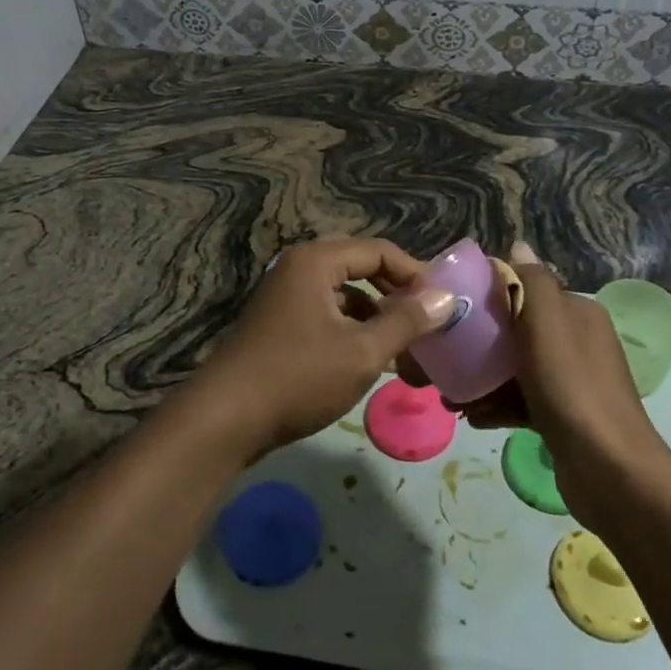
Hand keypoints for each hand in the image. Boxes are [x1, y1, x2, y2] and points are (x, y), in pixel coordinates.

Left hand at [179, 238, 455, 461]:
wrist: (226, 418)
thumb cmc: (299, 377)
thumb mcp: (362, 352)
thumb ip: (405, 322)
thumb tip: (443, 299)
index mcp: (316, 261)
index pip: (379, 251)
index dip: (415, 273)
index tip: (443, 303)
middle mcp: (299, 267)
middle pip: (361, 267)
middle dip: (396, 293)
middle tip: (427, 321)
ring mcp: (286, 295)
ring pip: (344, 294)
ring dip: (376, 315)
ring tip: (406, 347)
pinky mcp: (280, 322)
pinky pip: (327, 313)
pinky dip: (353, 329)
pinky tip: (370, 359)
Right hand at [418, 243, 670, 529]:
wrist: (609, 470)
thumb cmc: (571, 386)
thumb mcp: (548, 323)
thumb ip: (533, 281)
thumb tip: (518, 244)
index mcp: (577, 312)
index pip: (527, 289)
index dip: (489, 295)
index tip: (453, 308)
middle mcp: (577, 341)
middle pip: (517, 330)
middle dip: (480, 343)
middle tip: (444, 356)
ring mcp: (571, 381)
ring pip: (515, 368)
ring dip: (482, 378)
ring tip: (450, 395)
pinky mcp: (563, 417)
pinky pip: (521, 400)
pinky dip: (496, 405)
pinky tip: (472, 416)